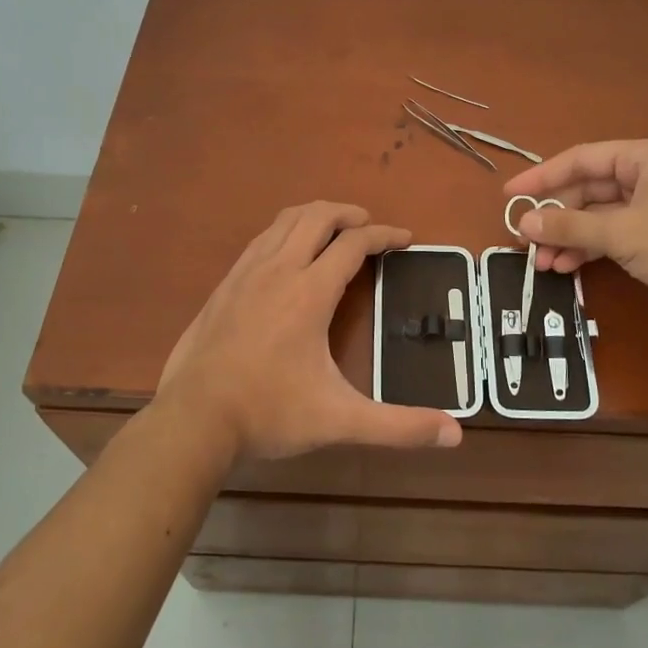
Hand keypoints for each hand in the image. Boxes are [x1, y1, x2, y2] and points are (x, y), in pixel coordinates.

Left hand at [156, 202, 461, 460]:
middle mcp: (278, 270)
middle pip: (317, 216)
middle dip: (348, 213)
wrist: (192, 420)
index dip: (384, 236)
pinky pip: (261, 240)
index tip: (406, 239)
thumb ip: (398, 426)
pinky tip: (287, 254)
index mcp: (309, 292)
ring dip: (315, 215)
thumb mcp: (339, 420)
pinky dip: (285, 232)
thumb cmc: (269, 413)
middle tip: (370, 226)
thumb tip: (455, 433)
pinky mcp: (224, 286)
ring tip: (333, 228)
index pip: (354, 245)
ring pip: (284, 221)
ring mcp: (245, 274)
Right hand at [502, 138, 647, 324]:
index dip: (542, 177)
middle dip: (555, 216)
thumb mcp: (622, 234)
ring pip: (597, 215)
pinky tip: (566, 266)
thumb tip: (523, 222)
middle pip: (587, 189)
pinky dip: (589, 248)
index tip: (510, 196)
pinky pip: (612, 234)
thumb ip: (570, 227)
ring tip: (541, 262)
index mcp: (644, 157)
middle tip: (523, 239)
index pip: (581, 159)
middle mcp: (647, 174)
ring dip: (569, 237)